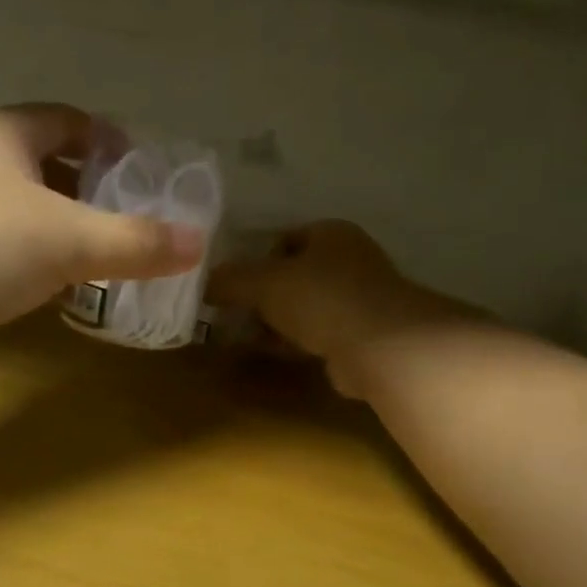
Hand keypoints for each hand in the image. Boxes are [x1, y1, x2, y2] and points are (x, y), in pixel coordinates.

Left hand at [0, 105, 203, 393]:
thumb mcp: (61, 238)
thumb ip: (132, 242)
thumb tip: (200, 243)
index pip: (63, 120)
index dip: (108, 138)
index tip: (147, 170)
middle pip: (37, 171)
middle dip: (86, 195)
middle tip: (135, 228)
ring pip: (10, 222)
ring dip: (53, 242)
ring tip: (102, 269)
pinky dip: (20, 279)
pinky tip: (44, 304)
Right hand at [210, 221, 467, 397]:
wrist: (381, 346)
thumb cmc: (321, 298)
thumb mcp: (264, 283)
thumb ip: (230, 280)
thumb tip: (205, 282)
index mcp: (331, 233)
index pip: (285, 238)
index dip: (257, 259)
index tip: (237, 285)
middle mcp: (350, 259)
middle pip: (295, 274)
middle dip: (266, 295)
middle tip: (239, 314)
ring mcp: (361, 297)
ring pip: (306, 306)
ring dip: (280, 321)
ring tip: (252, 336)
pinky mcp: (364, 333)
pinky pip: (320, 332)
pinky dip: (298, 341)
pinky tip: (279, 352)